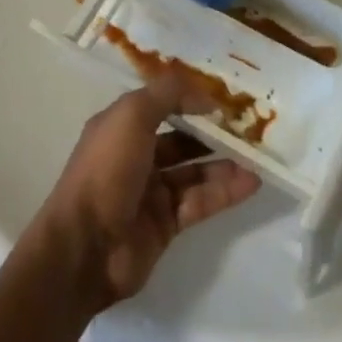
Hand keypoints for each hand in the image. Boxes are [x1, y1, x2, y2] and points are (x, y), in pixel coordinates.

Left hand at [34, 76, 260, 312]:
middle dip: (211, 133)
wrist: (84, 247)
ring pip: (194, 172)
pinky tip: (250, 183)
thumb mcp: (132, 115)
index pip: (160, 105)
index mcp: (121, 126)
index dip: (189, 99)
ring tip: (257, 156)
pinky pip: (200, 202)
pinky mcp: (165, 225)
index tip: (222, 98)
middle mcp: (136, 156)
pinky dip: (224, 192)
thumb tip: (206, 94)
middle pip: (180, 139)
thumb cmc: (106, 170)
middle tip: (247, 128)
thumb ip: (168, 95)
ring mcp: (150, 192)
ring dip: (224, 163)